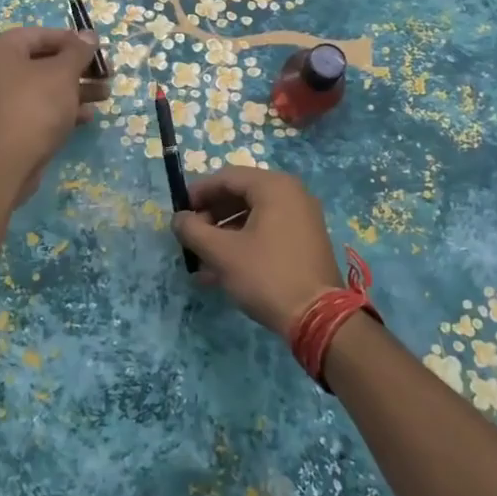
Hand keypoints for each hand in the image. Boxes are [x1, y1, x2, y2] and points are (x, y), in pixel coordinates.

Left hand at [0, 26, 108, 200]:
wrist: (8, 161)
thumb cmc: (35, 105)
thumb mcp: (63, 73)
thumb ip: (78, 51)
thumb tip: (89, 35)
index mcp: (1, 49)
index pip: (41, 34)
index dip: (73, 40)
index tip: (99, 50)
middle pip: (44, 61)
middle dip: (79, 68)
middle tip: (107, 74)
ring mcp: (0, 100)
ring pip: (44, 87)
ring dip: (76, 89)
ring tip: (105, 95)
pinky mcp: (9, 125)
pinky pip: (39, 108)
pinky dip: (62, 109)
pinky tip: (87, 116)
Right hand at [173, 167, 342, 337]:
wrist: (318, 317)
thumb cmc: (266, 275)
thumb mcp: (222, 253)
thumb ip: (193, 230)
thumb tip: (178, 219)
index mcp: (274, 187)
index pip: (227, 177)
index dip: (198, 193)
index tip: (179, 213)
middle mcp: (292, 194)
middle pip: (241, 195)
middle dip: (211, 216)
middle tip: (190, 237)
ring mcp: (302, 219)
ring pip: (253, 217)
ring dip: (224, 234)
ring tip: (201, 260)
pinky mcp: (305, 242)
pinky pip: (267, 233)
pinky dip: (244, 244)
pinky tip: (221, 271)